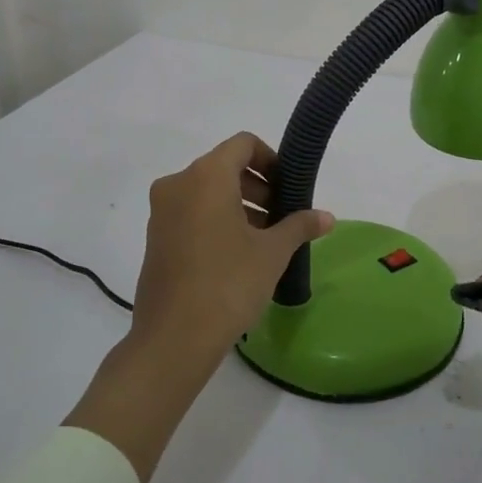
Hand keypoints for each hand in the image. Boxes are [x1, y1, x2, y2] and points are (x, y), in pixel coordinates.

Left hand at [130, 131, 334, 362]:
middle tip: (282, 215)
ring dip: (239, 205)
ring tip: (265, 238)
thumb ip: (299, 226)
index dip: (272, 159)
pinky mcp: (155, 238)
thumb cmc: (228, 283)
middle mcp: (177, 184)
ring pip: (206, 192)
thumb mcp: (272, 253)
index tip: (290, 187)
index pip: (243, 145)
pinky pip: (191, 213)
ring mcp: (161, 212)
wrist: (174, 338)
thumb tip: (327, 217)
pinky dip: (216, 220)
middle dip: (258, 186)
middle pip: (224, 167)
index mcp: (206, 177)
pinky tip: (238, 254)